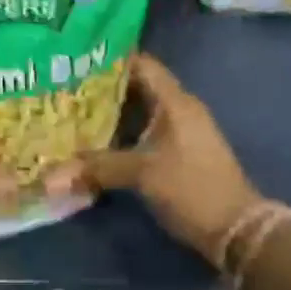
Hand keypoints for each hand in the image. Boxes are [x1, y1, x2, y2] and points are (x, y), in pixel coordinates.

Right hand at [44, 52, 261, 268]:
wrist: (238, 230)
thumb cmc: (192, 189)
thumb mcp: (143, 175)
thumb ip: (99, 167)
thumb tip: (52, 174)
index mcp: (175, 102)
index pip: (142, 64)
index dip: (112, 59)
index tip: (79, 59)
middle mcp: (180, 109)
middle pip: (139, 86)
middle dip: (105, 88)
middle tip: (68, 88)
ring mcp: (183, 131)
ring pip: (142, 112)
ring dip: (114, 113)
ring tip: (75, 111)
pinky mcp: (181, 153)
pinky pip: (147, 132)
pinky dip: (125, 133)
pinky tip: (99, 142)